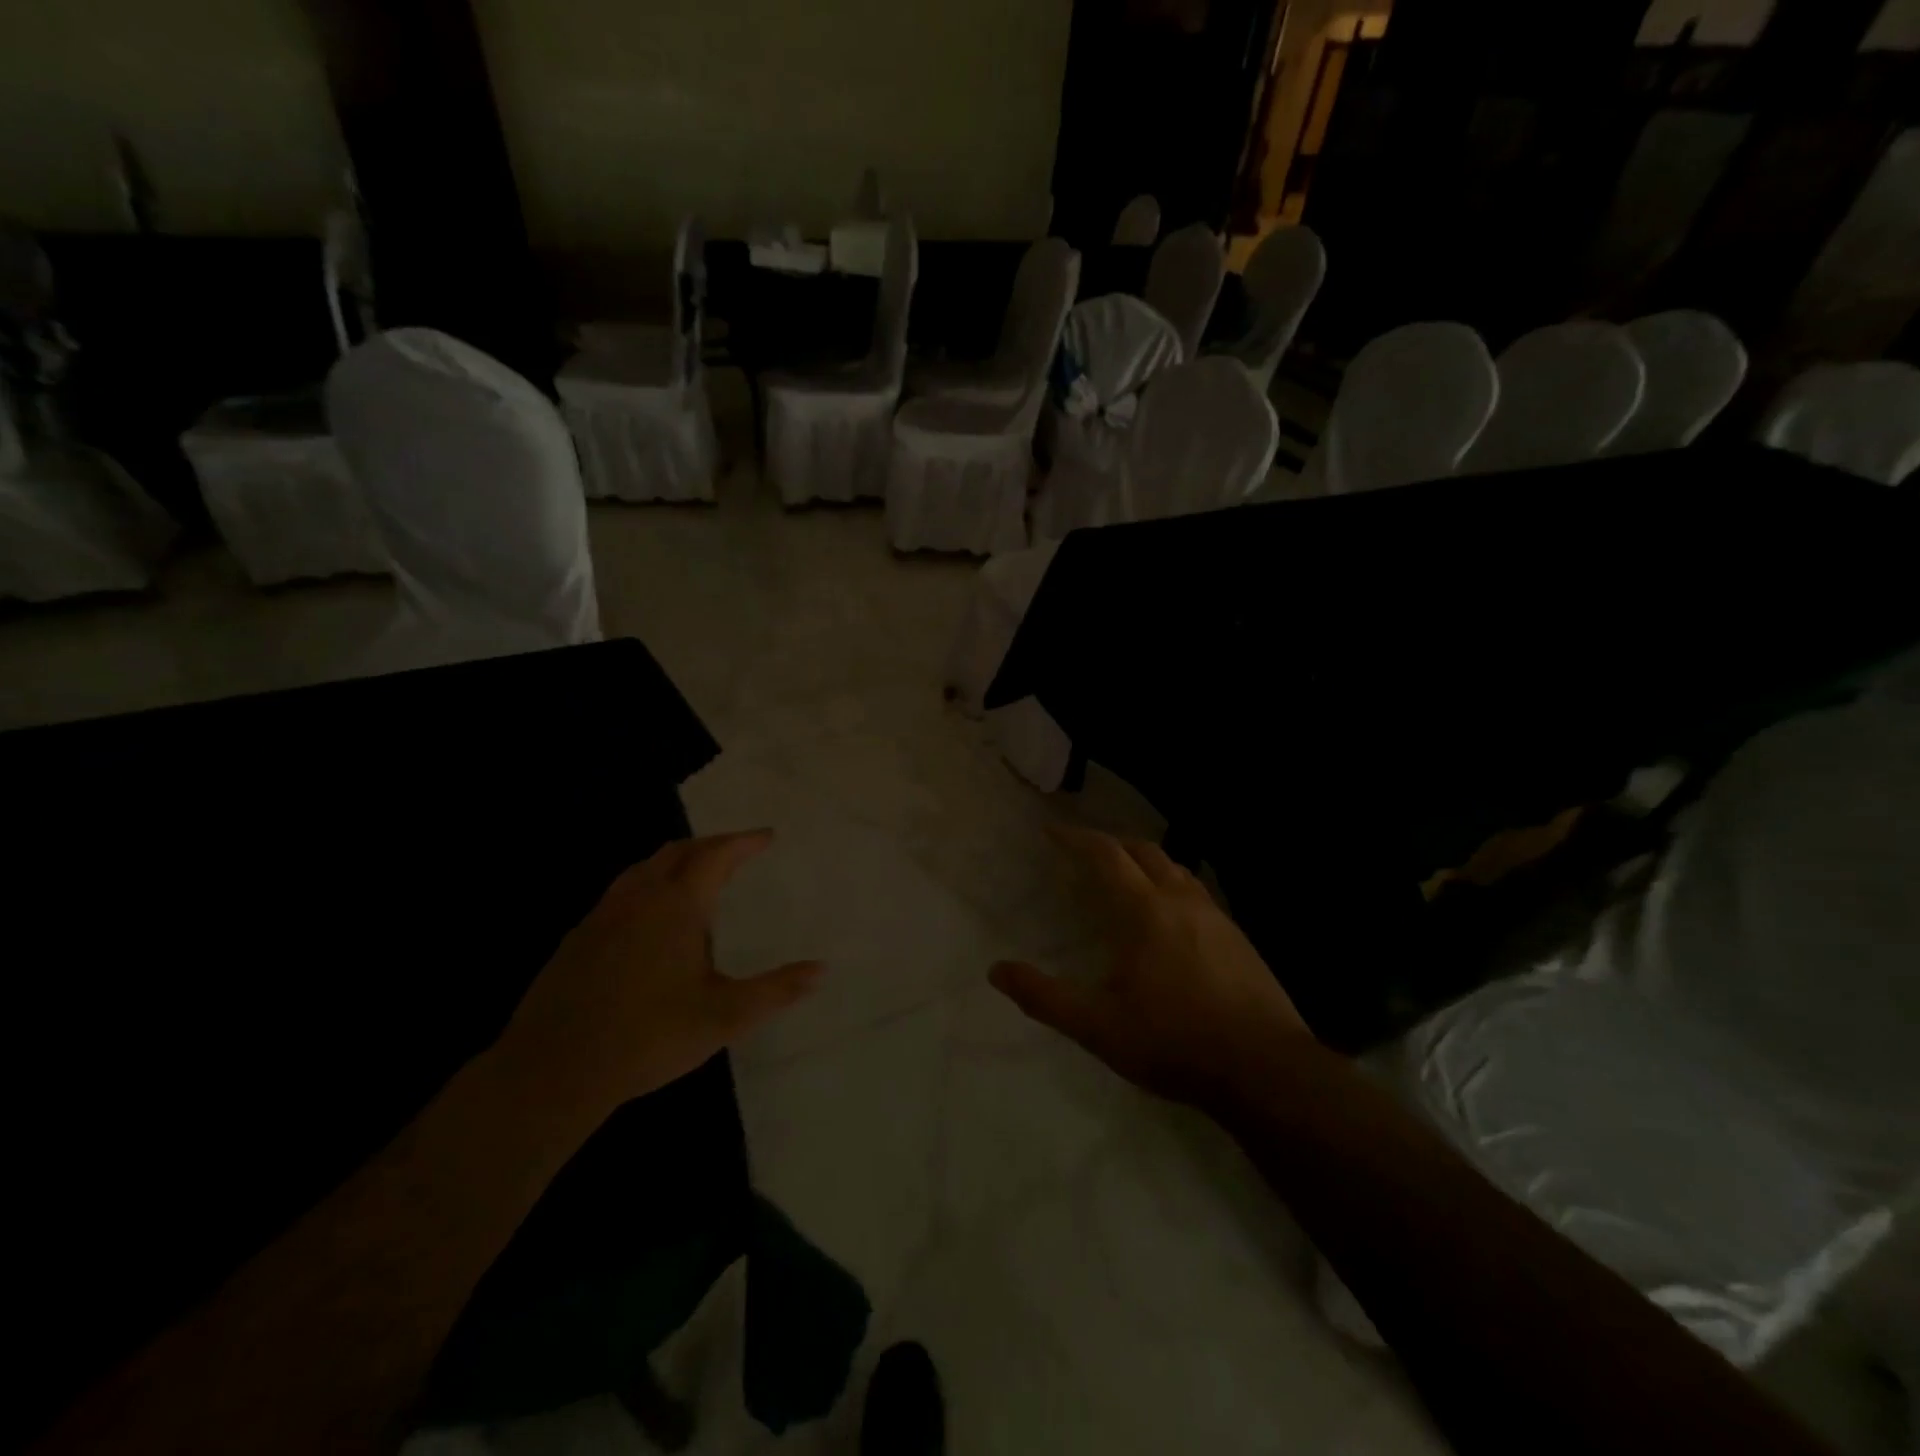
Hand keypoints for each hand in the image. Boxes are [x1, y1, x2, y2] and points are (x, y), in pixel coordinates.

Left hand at [495, 831, 820, 1116]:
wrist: (553, 1070)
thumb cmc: (649, 1036)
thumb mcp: (725, 1017)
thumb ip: (777, 990)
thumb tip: (822, 969)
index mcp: (677, 905)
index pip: (716, 855)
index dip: (744, 841)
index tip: (767, 836)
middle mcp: (639, 897)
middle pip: (678, 851)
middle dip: (711, 844)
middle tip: (737, 850)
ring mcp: (603, 915)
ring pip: (644, 868)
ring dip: (676, 859)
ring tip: (697, 872)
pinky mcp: (578, 938)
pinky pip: (621, 891)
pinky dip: (648, 883)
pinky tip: (651, 916)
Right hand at [990, 826, 1312, 1106]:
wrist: (1265, 1069)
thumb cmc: (1174, 1042)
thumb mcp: (1098, 1027)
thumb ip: (1044, 997)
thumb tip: (996, 970)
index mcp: (1145, 910)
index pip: (1106, 856)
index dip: (1076, 839)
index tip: (1052, 832)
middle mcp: (1181, 900)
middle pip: (1144, 851)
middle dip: (1111, 843)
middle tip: (1086, 852)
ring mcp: (1217, 917)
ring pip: (1176, 869)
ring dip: (1145, 862)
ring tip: (1126, 878)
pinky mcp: (1240, 939)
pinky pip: (1197, 894)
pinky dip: (1172, 887)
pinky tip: (1170, 919)